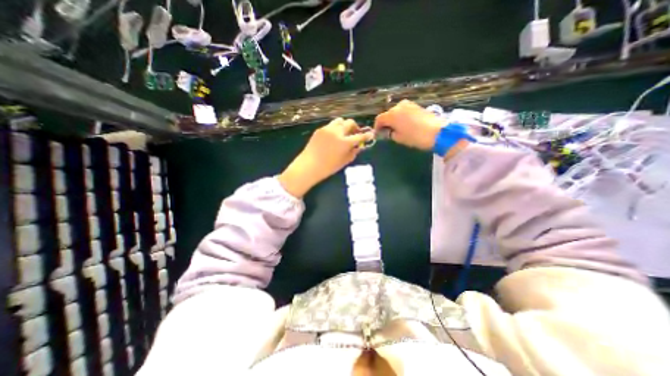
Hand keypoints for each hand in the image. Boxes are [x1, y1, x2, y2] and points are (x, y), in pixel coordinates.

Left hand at [279, 119, 370, 197]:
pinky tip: (332, 137)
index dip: (367, 135)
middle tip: (355, 134)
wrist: (309, 166)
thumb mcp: (344, 162)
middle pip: (350, 122)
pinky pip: (331, 125)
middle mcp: (337, 132)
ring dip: (344, 125)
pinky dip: (335, 129)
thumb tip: (359, 146)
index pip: (360, 136)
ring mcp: (328, 129)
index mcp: (345, 142)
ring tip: (343, 133)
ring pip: (340, 120)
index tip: (370, 135)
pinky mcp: (320, 129)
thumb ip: (354, 152)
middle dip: (355, 127)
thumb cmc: (328, 167)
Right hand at [372, 102, 443, 152]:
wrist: (437, 132)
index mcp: (392, 114)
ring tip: (396, 129)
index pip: (379, 119)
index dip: (376, 127)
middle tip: (387, 132)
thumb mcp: (399, 138)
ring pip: (396, 112)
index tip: (378, 134)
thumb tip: (387, 132)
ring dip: (393, 119)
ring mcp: (408, 104)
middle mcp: (398, 106)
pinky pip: (404, 111)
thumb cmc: (415, 137)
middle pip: (387, 114)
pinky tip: (404, 124)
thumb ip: (390, 134)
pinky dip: (401, 117)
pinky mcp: (416, 105)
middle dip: (386, 123)